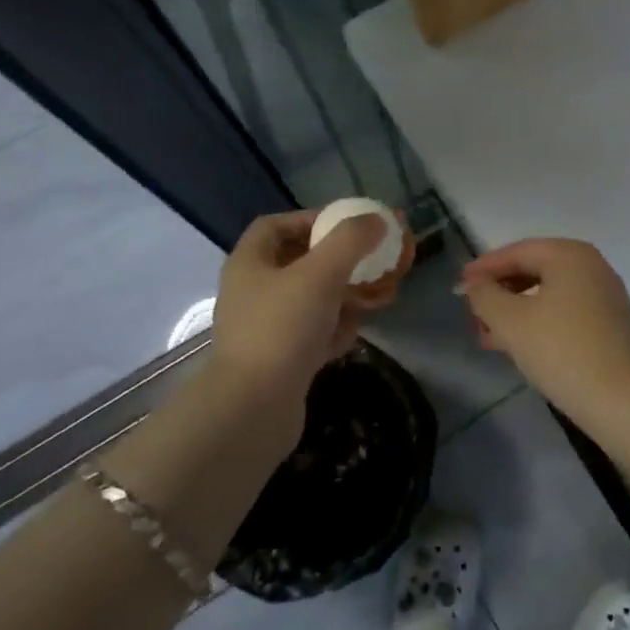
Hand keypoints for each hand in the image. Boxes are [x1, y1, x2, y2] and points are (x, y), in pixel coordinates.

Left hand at [211, 209, 387, 404]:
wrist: (253, 410)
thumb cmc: (282, 328)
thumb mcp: (320, 273)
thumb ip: (351, 240)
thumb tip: (376, 219)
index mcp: (250, 262)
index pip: (276, 225)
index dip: (311, 219)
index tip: (347, 225)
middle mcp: (253, 291)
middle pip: (300, 262)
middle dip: (341, 260)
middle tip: (374, 261)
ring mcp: (265, 327)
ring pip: (312, 299)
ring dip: (346, 295)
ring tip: (379, 296)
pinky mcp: (280, 360)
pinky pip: (313, 332)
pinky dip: (335, 329)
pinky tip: (355, 334)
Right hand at [459, 238, 629, 426]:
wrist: (624, 401)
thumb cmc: (562, 350)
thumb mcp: (511, 321)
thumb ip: (485, 296)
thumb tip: (475, 285)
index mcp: (569, 254)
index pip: (517, 252)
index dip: (484, 268)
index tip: (458, 285)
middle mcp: (590, 266)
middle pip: (533, 270)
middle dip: (499, 292)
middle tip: (471, 313)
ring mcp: (604, 295)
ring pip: (547, 294)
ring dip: (515, 311)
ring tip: (486, 336)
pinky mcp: (609, 324)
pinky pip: (564, 311)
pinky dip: (537, 322)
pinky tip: (517, 346)